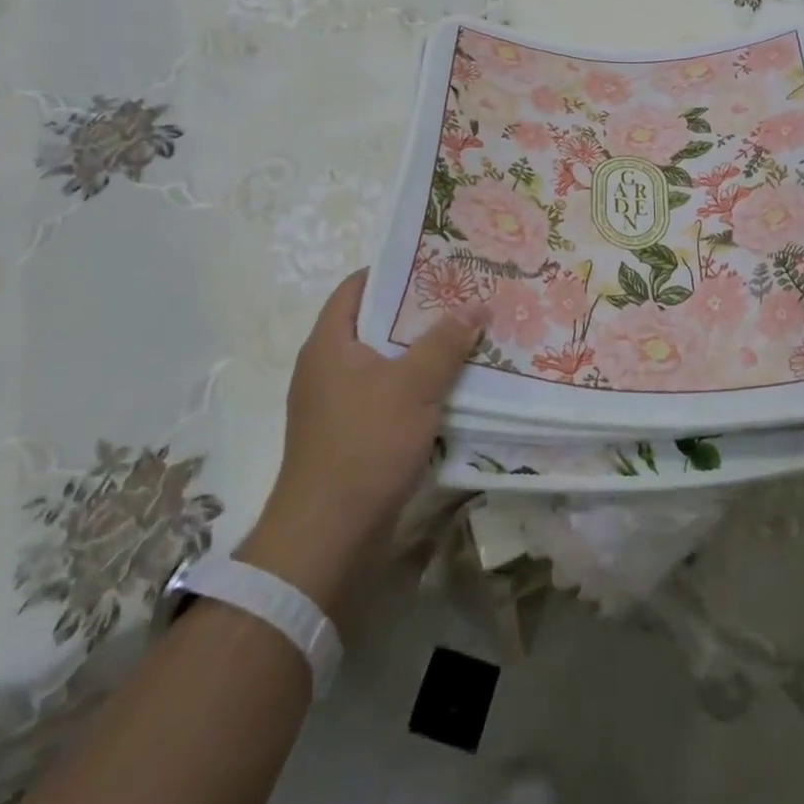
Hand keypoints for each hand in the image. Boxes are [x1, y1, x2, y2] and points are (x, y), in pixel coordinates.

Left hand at [238, 269, 487, 616]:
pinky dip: (414, 386)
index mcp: (329, 343)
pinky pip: (385, 395)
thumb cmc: (365, 445)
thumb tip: (477, 305)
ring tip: (465, 337)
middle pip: (374, 323)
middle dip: (418, 312)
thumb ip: (446, 341)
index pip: (357, 286)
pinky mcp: (348, 436)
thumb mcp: (414, 385)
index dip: (394, 270)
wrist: (327, 538)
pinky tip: (449, 387)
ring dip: (420, 352)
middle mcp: (326, 367)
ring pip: (383, 362)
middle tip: (462, 298)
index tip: (435, 264)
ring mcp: (335, 405)